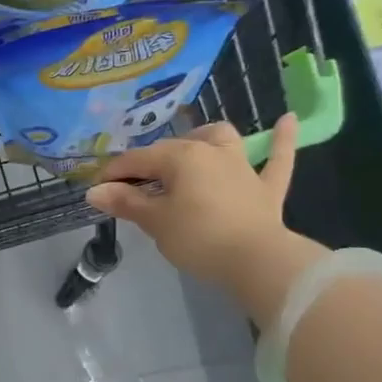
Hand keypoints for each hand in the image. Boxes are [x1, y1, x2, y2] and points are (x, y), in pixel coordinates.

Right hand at [86, 116, 325, 325]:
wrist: (256, 262)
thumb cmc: (198, 238)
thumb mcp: (155, 222)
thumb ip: (126, 202)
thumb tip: (94, 191)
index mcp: (180, 157)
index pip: (137, 160)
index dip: (113, 174)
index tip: (97, 190)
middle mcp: (211, 151)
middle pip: (173, 149)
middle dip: (150, 163)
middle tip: (135, 187)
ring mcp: (243, 167)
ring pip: (222, 139)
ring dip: (205, 139)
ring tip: (193, 148)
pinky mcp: (267, 188)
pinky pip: (278, 158)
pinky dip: (282, 139)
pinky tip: (286, 119)